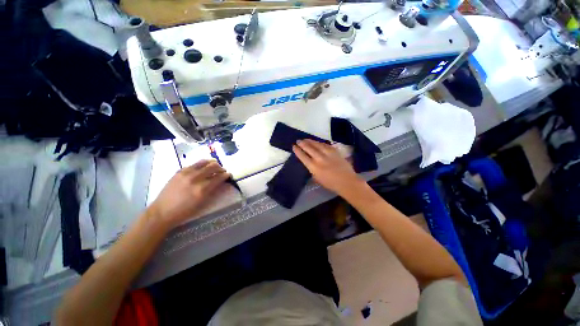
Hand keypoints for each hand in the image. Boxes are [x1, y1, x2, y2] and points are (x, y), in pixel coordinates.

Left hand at [148, 160, 230, 228]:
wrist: (162, 211)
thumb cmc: (184, 211)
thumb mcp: (202, 203)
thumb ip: (213, 191)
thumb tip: (221, 182)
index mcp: (202, 189)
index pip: (218, 177)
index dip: (226, 175)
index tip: (229, 174)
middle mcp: (195, 179)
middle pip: (213, 167)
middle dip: (220, 168)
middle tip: (223, 170)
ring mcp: (186, 173)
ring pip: (204, 162)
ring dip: (212, 163)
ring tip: (215, 166)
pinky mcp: (179, 171)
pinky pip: (194, 164)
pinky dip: (201, 164)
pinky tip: (203, 167)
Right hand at [293, 139, 364, 196]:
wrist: (346, 181)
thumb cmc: (331, 184)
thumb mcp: (317, 179)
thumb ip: (312, 170)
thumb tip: (310, 163)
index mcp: (313, 167)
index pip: (303, 157)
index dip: (298, 151)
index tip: (294, 146)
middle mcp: (319, 159)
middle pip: (309, 148)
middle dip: (302, 143)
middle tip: (298, 140)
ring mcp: (328, 154)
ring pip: (317, 145)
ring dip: (310, 141)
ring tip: (306, 139)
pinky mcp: (335, 152)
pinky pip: (326, 145)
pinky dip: (320, 143)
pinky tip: (317, 142)